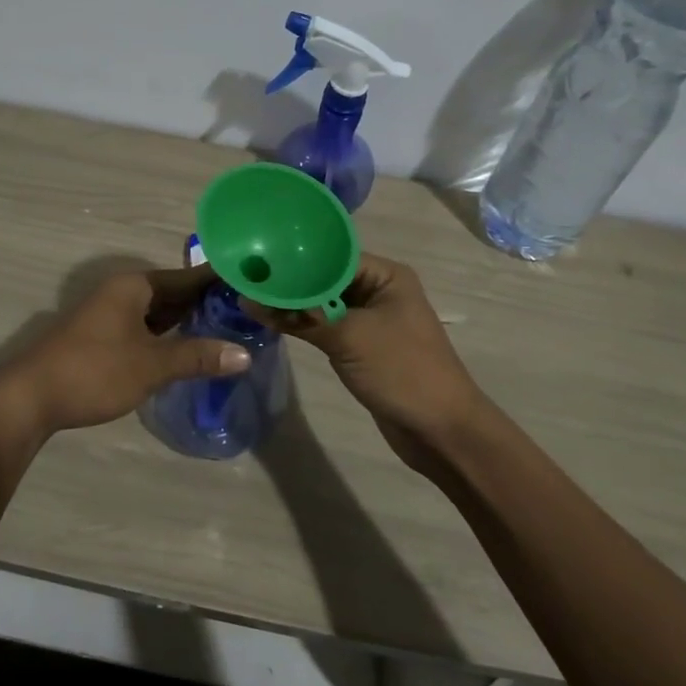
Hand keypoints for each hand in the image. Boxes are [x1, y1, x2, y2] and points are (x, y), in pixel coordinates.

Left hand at [0, 264, 251, 436]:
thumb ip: (197, 356)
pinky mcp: (101, 337)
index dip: (219, 280)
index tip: (253, 281)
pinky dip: (167, 334)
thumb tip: (245, 354)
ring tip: (226, 328)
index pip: (187, 277)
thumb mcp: (152, 365)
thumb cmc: (94, 371)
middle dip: (206, 302)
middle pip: (173, 292)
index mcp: (134, 286)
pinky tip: (186, 348)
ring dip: (186, 320)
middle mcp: (121, 292)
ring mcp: (109, 314)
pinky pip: (144, 327)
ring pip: (157, 311)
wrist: (29, 398)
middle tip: (248, 311)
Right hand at [243, 254, 487, 473]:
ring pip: (323, 304)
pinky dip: (303, 325)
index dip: (295, 257)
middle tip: (244, 278)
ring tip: (248, 297)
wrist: (441, 431)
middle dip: (290, 281)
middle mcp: (378, 291)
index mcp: (386, 276)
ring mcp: (370, 320)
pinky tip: (269, 321)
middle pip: (326, 278)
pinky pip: (326, 327)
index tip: (256, 258)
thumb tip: (249, 299)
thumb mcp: (349, 337)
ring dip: (293, 305)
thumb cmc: (402, 371)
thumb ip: (300, 316)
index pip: (332, 254)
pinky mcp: (361, 346)